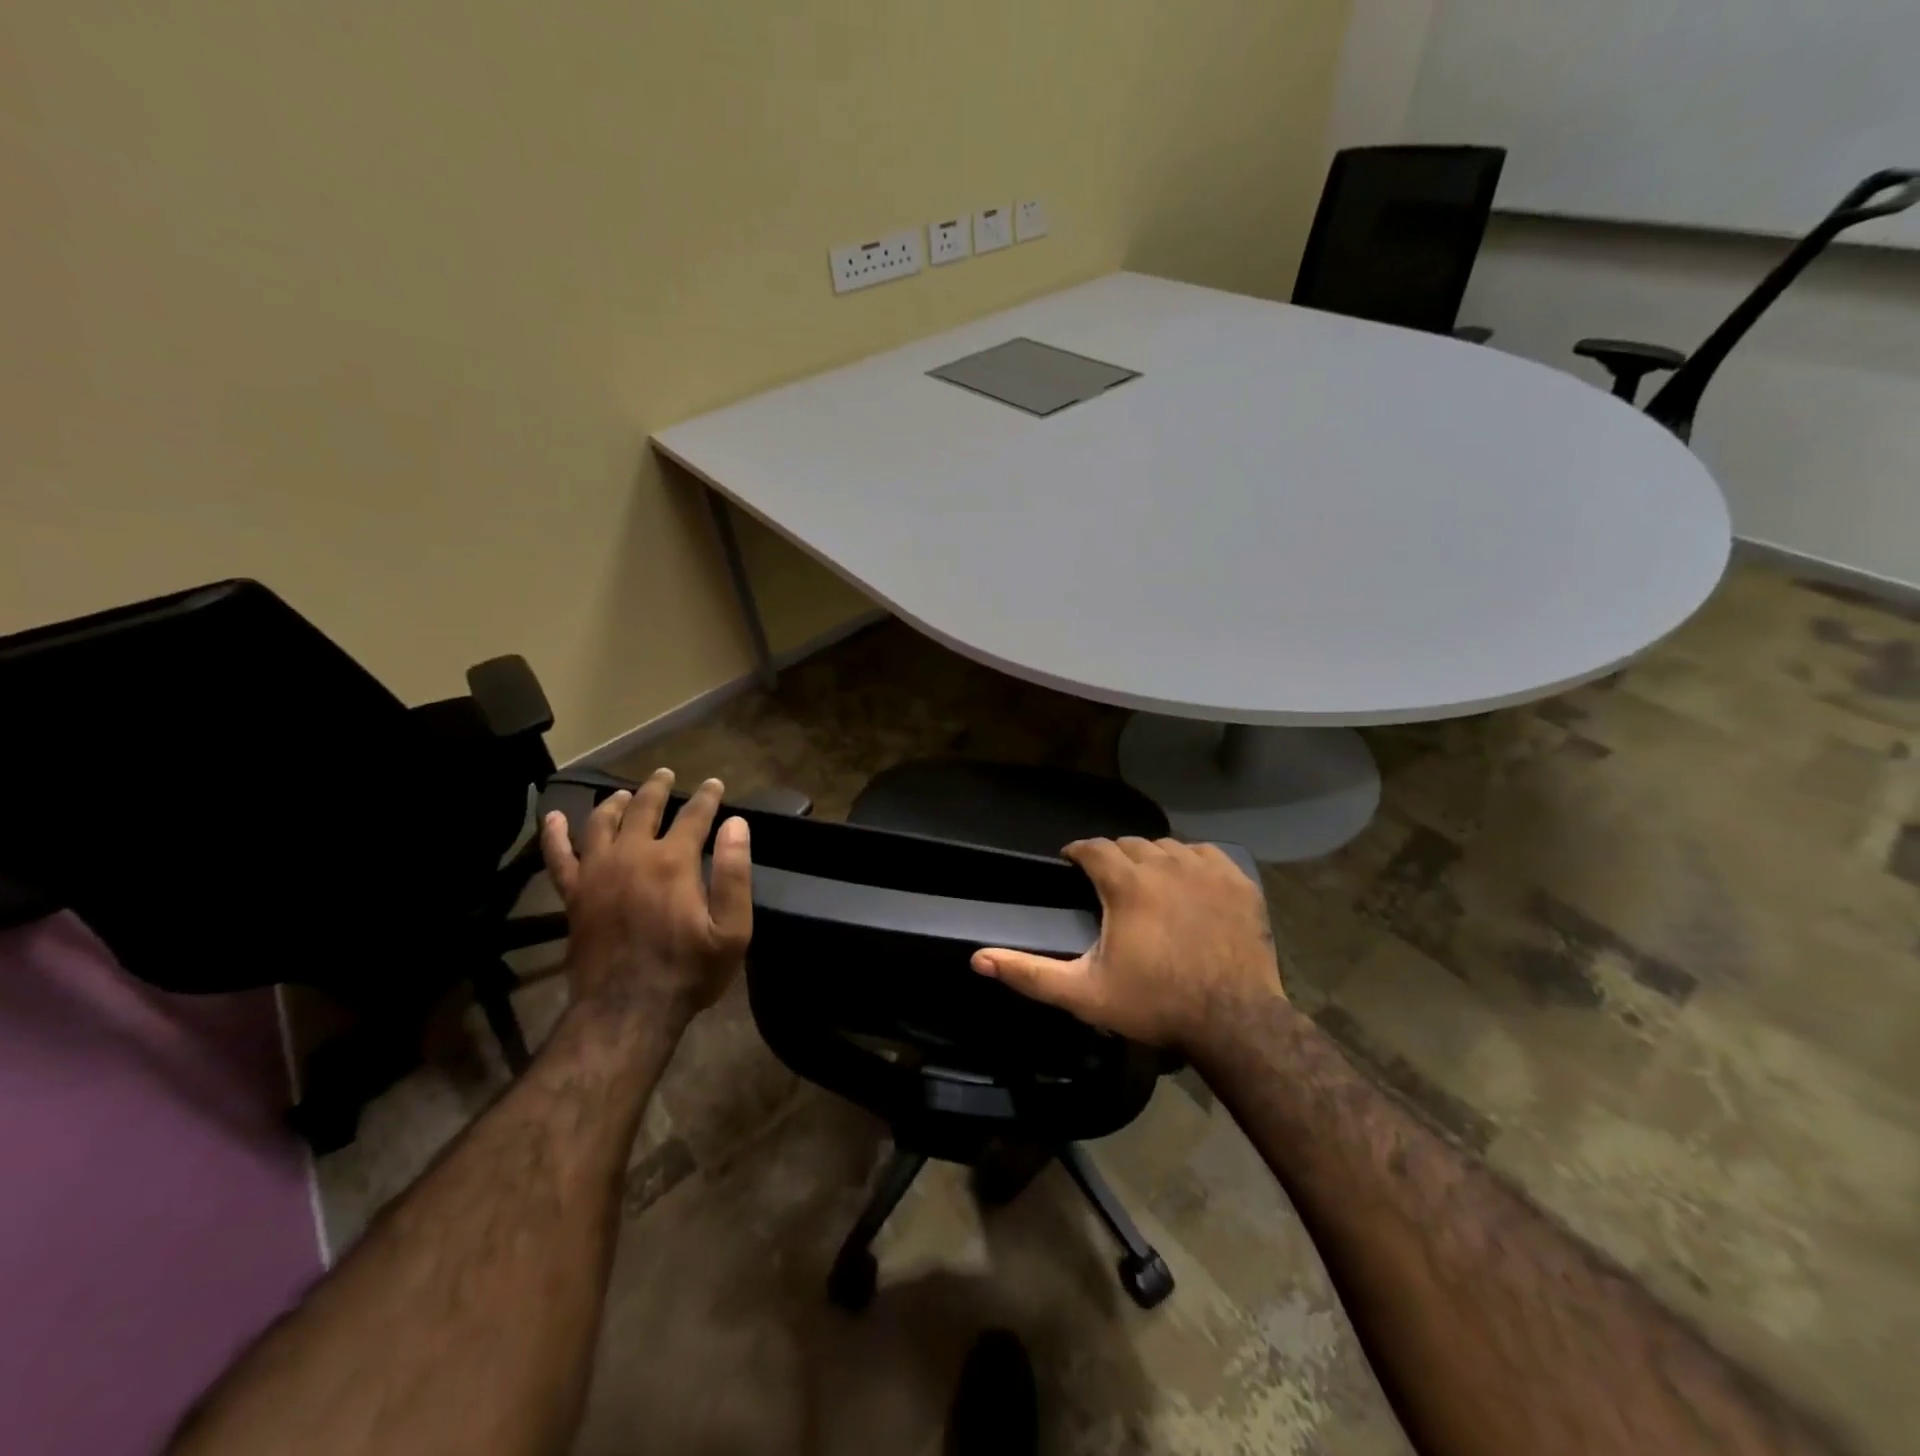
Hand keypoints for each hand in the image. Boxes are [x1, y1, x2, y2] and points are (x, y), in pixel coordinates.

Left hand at [539, 768, 751, 1029]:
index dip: (707, 797)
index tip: (714, 784)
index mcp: (673, 861)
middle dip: (658, 788)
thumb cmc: (688, 971)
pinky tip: (553, 818)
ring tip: (624, 793)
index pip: (694, 816)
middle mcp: (632, 856)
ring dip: (614, 803)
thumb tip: (735, 825)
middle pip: (644, 809)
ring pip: (602, 823)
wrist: (627, 1011)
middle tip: (665, 774)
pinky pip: (558, 858)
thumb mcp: (732, 930)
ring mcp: (597, 873)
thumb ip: (735, 874)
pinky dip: (554, 835)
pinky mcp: (574, 895)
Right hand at [971, 837, 1281, 1052]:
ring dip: (1150, 858)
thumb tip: (978, 960)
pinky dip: (1190, 862)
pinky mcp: (1237, 881)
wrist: (1235, 1023)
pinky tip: (1188, 884)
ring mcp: (1206, 870)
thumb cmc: (1155, 1005)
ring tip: (1146, 884)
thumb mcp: (1084, 993)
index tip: (1071, 865)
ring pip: (1167, 846)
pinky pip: (1205, 854)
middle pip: (1129, 844)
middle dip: (1113, 857)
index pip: (1093, 847)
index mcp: (1127, 884)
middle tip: (1108, 884)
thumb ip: (1029, 973)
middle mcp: (1165, 864)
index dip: (1078, 853)